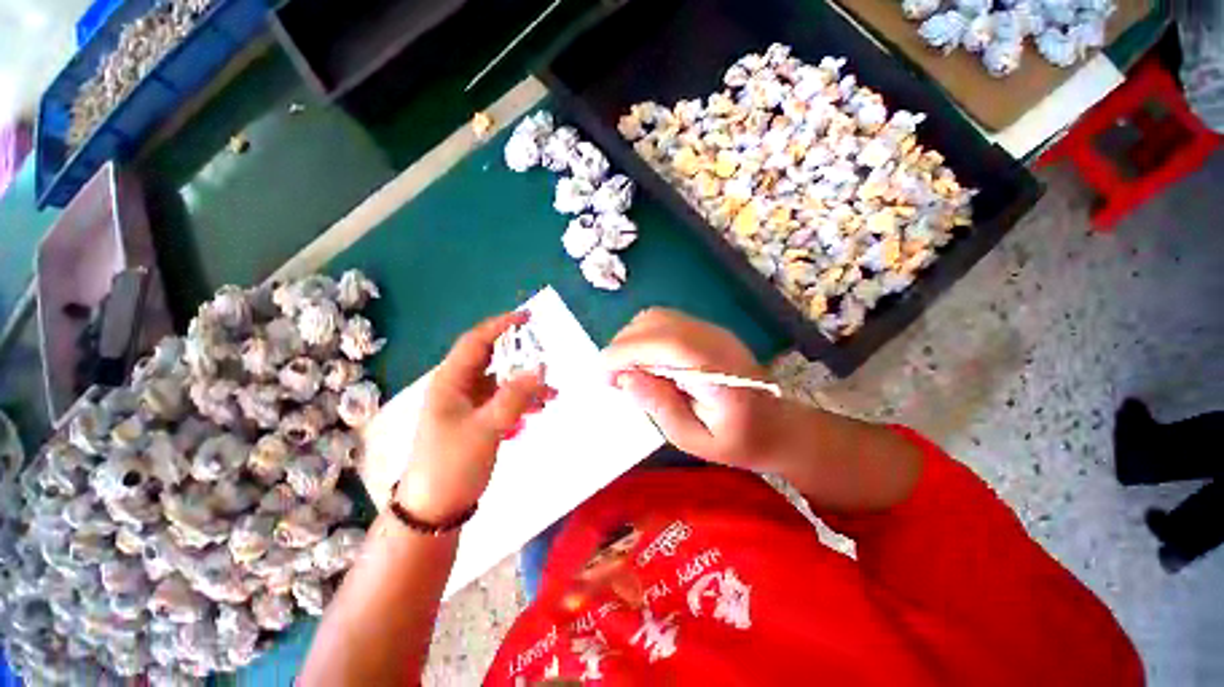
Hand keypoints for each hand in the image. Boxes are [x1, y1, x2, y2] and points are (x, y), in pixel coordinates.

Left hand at [396, 312, 555, 521]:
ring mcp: (470, 405)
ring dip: (526, 385)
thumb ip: (514, 397)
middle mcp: (459, 388)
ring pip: (502, 383)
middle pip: (492, 360)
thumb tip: (540, 369)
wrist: (436, 508)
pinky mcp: (480, 420)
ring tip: (551, 395)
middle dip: (519, 357)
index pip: (475, 342)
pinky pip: (505, 401)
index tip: (526, 317)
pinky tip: (539, 409)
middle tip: (546, 356)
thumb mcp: (486, 428)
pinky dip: (522, 402)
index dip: (499, 326)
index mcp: (451, 382)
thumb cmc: (452, 464)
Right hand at [603, 308, 797, 469]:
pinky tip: (643, 362)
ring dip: (631, 340)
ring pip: (657, 317)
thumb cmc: (739, 441)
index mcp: (716, 370)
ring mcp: (712, 330)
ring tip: (626, 371)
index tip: (603, 377)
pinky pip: (665, 322)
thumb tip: (626, 379)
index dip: (625, 352)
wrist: (778, 426)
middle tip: (612, 379)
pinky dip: (643, 337)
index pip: (663, 343)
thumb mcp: (695, 440)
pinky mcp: (706, 331)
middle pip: (655, 322)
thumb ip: (661, 407)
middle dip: (622, 346)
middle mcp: (714, 340)